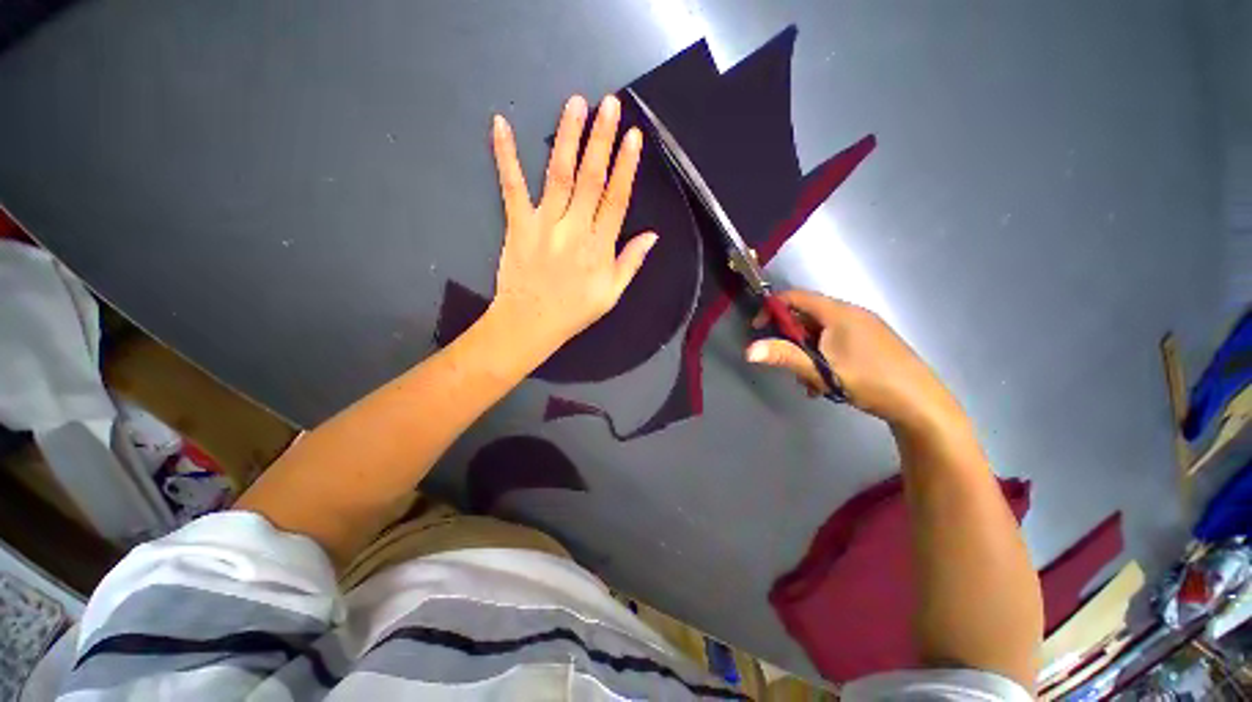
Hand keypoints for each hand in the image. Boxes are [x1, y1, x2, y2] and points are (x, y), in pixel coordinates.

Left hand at [486, 94, 656, 357]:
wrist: (531, 323)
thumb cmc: (574, 311)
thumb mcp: (612, 294)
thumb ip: (631, 263)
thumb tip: (652, 235)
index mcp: (599, 247)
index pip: (617, 200)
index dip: (626, 167)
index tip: (633, 137)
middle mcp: (574, 229)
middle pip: (591, 179)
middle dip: (601, 139)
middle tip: (609, 104)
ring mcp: (544, 224)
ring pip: (559, 175)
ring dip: (567, 137)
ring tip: (576, 103)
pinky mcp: (518, 224)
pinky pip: (511, 186)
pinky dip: (505, 155)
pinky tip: (502, 124)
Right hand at [745, 290, 962, 430]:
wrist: (922, 404)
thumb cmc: (869, 381)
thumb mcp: (821, 370)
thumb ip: (784, 357)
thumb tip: (748, 350)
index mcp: (839, 313)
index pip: (795, 297)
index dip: (772, 308)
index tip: (758, 328)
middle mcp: (852, 314)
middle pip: (807, 316)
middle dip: (791, 339)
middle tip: (787, 363)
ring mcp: (865, 327)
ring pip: (821, 333)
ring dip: (807, 354)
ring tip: (809, 382)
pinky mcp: (873, 342)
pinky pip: (837, 342)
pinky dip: (824, 357)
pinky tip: (827, 383)